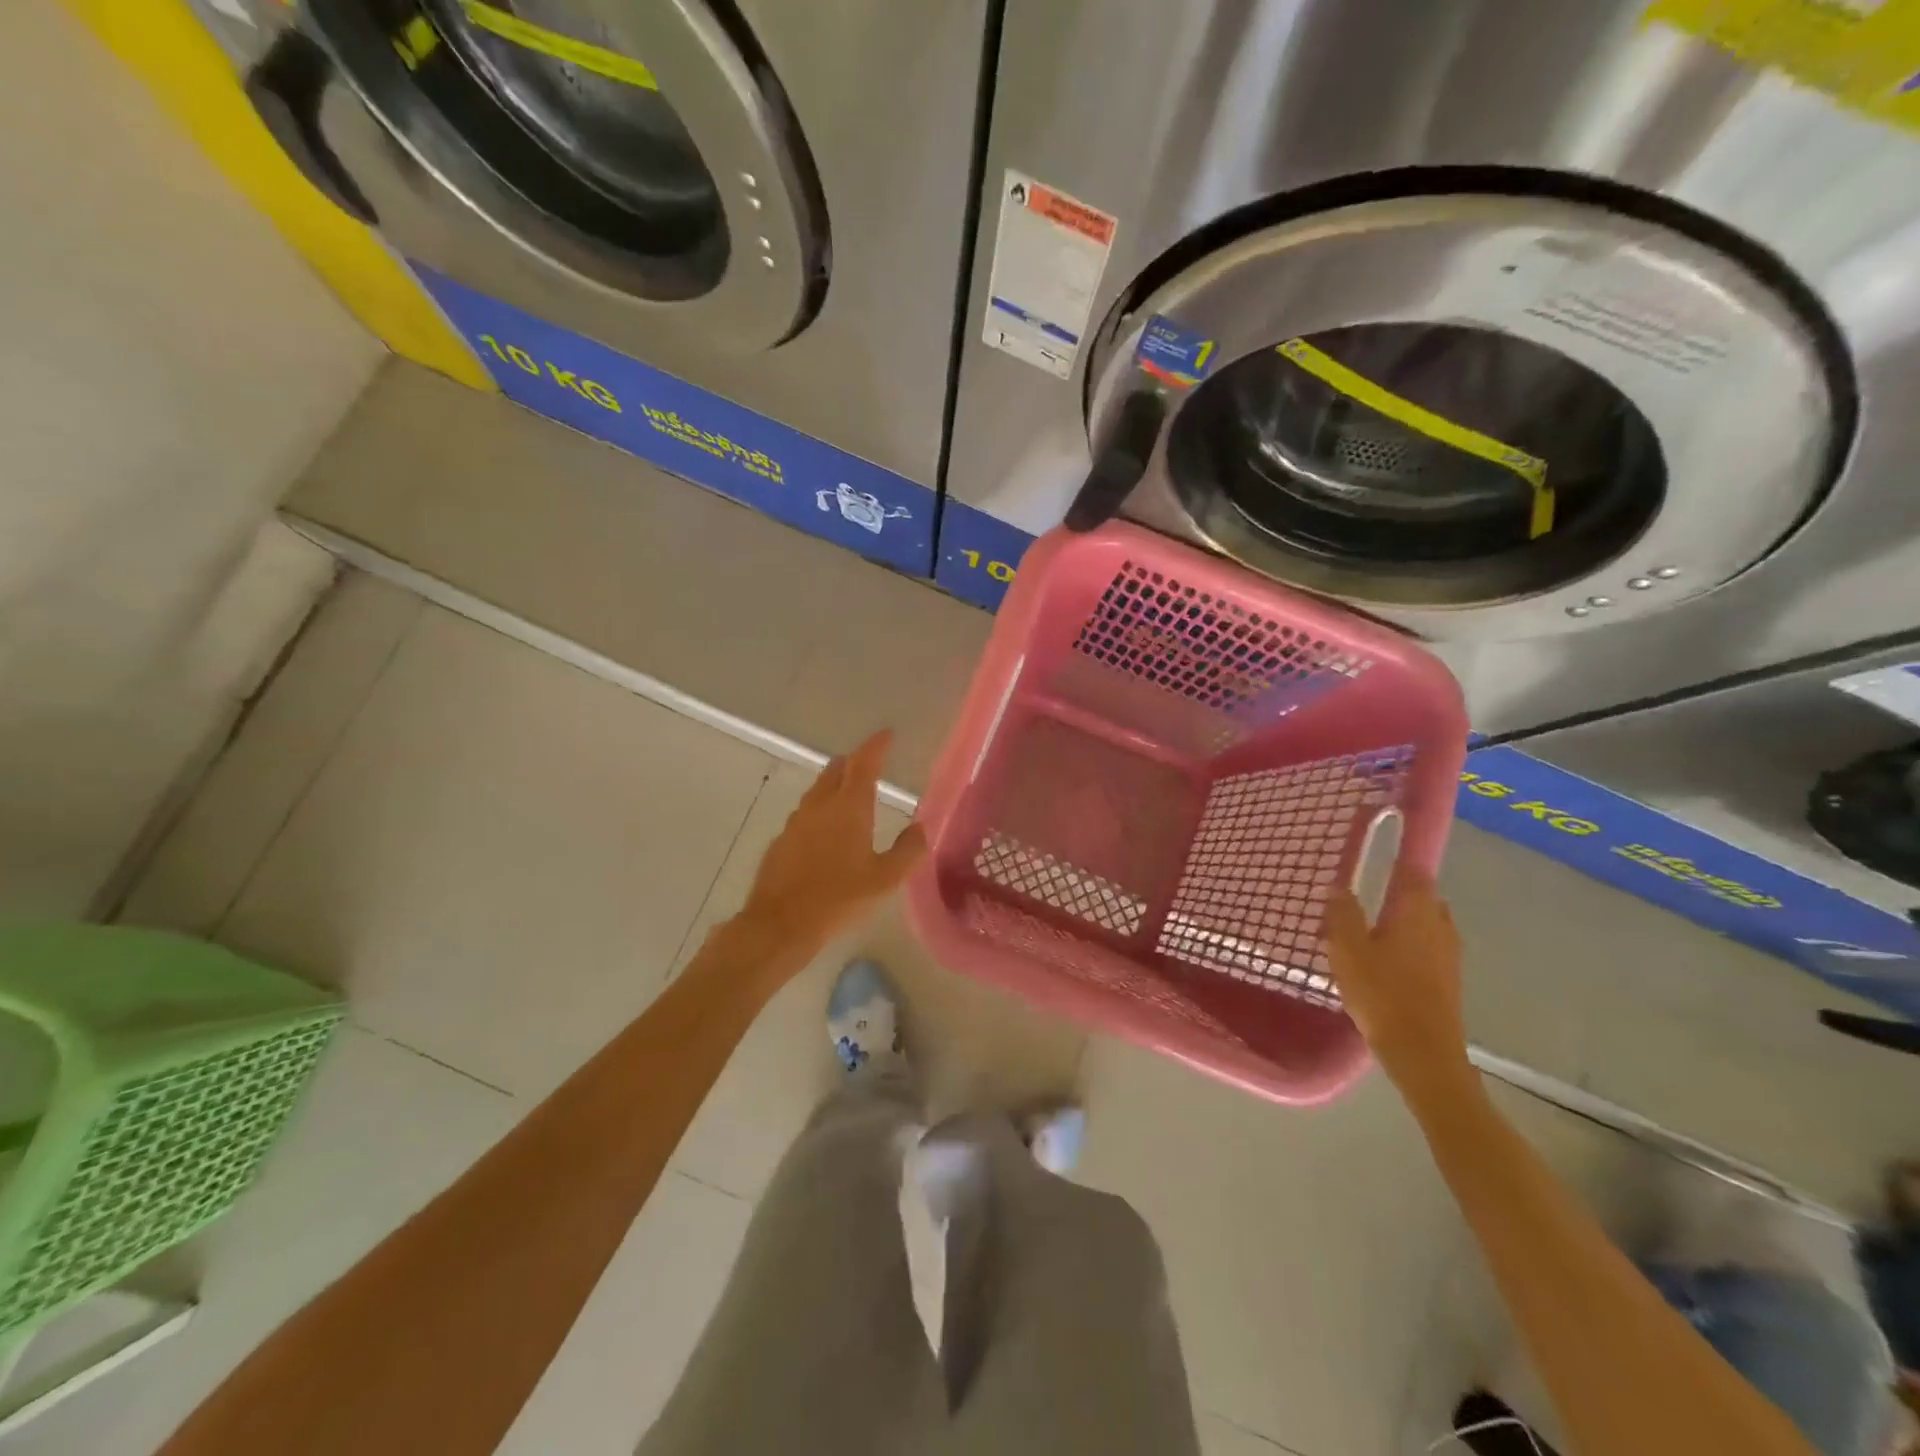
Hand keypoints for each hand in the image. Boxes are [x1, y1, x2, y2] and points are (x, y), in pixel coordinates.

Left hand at [737, 730, 928, 958]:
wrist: (779, 924)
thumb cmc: (838, 899)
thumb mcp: (885, 880)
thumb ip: (908, 851)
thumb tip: (920, 827)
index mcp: (849, 808)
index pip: (863, 763)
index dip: (876, 746)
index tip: (887, 734)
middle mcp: (820, 806)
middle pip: (836, 770)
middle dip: (854, 762)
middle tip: (870, 763)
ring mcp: (796, 822)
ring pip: (818, 790)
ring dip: (835, 785)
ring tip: (850, 795)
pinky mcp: (781, 841)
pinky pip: (805, 814)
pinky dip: (820, 811)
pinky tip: (826, 833)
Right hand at [1324, 869, 1471, 1091]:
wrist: (1422, 1052)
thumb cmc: (1382, 993)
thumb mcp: (1347, 949)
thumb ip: (1342, 913)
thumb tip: (1339, 887)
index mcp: (1417, 911)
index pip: (1414, 871)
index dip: (1396, 860)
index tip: (1375, 855)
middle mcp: (1440, 925)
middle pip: (1422, 897)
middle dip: (1397, 891)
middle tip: (1365, 894)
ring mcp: (1449, 954)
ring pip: (1426, 923)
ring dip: (1403, 920)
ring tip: (1369, 928)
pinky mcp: (1448, 979)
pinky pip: (1427, 947)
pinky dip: (1408, 943)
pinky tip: (1383, 959)